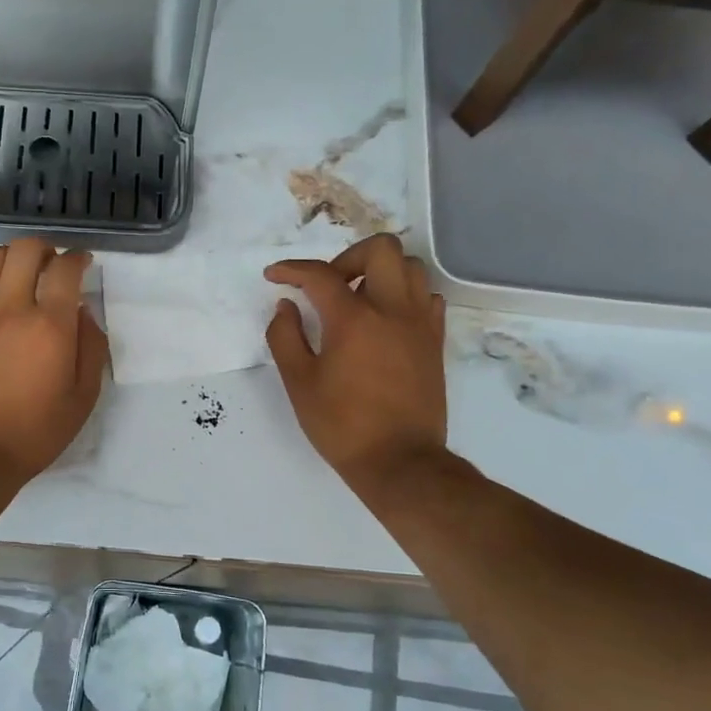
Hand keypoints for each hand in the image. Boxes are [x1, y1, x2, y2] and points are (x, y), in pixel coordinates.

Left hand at [0, 239, 108, 479]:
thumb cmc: (35, 431)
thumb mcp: (83, 397)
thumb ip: (91, 348)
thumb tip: (83, 313)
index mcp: (49, 327)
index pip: (65, 269)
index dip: (78, 258)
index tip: (83, 263)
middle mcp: (11, 309)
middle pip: (25, 249)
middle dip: (45, 248)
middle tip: (52, 266)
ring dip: (11, 258)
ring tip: (19, 274)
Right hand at [265, 234, 448, 491]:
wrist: (400, 462)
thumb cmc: (342, 425)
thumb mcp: (299, 383)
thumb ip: (285, 337)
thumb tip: (286, 306)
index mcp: (353, 319)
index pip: (320, 275)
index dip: (291, 269)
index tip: (275, 276)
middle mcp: (392, 310)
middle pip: (380, 249)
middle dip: (347, 257)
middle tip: (328, 286)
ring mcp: (419, 324)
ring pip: (410, 268)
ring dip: (380, 272)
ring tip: (358, 300)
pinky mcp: (435, 341)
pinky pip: (427, 298)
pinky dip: (405, 296)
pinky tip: (386, 319)